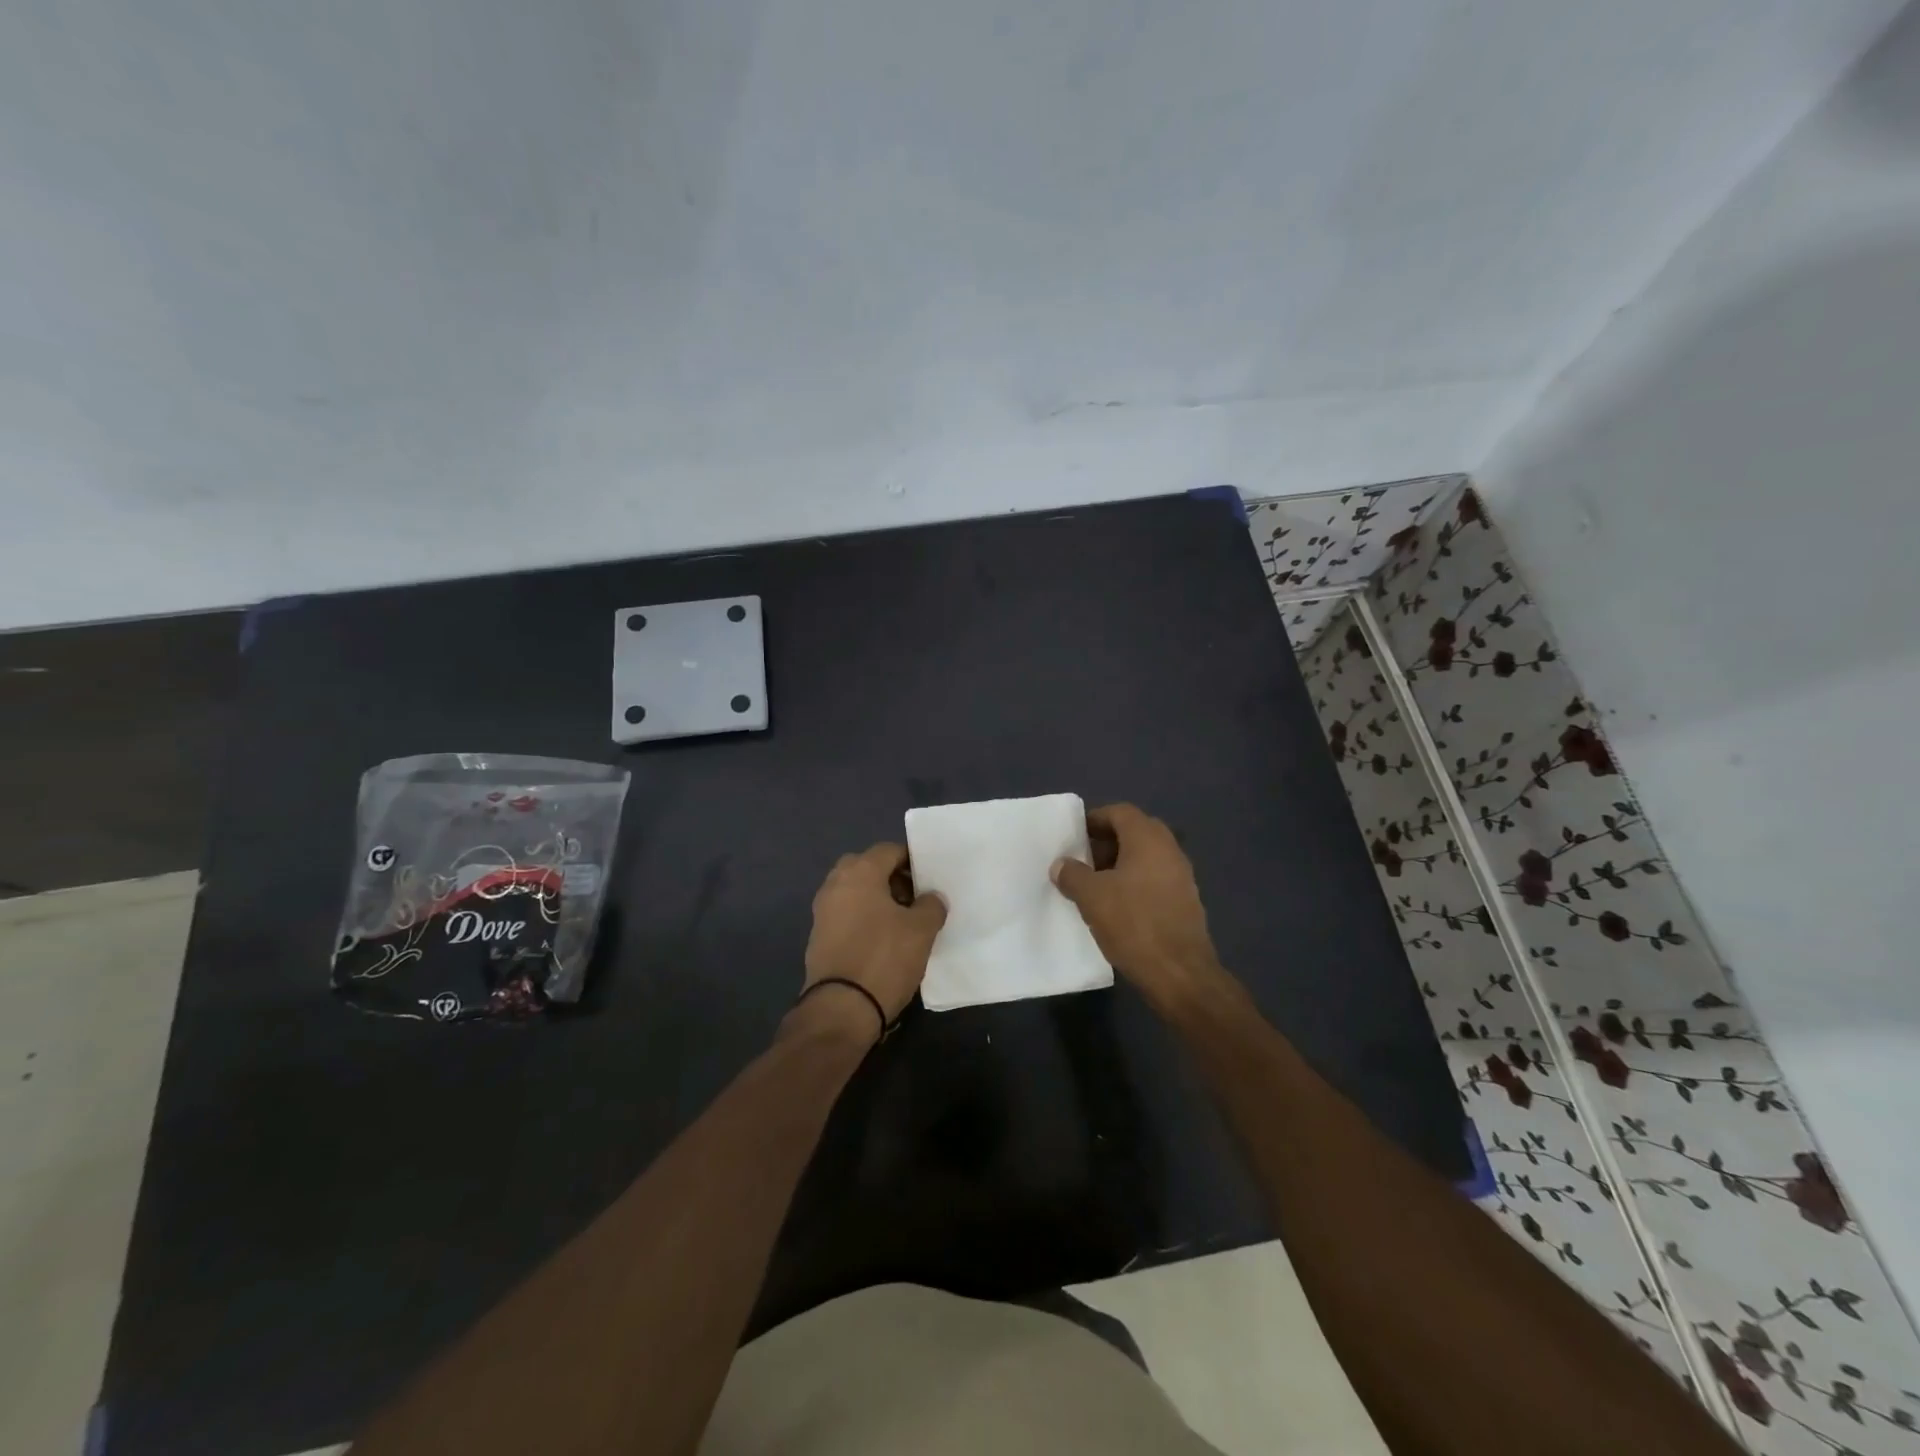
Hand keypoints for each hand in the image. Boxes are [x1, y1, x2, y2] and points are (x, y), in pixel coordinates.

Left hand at [800, 842, 947, 1032]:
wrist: (841, 1008)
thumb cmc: (884, 958)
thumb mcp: (921, 930)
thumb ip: (931, 905)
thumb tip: (931, 898)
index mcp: (859, 872)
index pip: (889, 850)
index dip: (912, 860)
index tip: (929, 880)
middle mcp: (835, 883)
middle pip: (868, 867)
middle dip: (891, 878)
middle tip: (914, 899)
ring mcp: (823, 910)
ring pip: (855, 891)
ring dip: (877, 899)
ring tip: (902, 923)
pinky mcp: (818, 936)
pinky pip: (846, 914)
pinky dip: (863, 918)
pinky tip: (882, 940)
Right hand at [1051, 804, 1223, 1011]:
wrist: (1180, 973)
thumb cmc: (1133, 924)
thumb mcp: (1091, 897)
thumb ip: (1073, 875)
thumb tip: (1061, 864)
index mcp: (1148, 839)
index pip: (1120, 812)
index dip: (1095, 819)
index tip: (1074, 836)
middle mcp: (1169, 850)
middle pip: (1135, 832)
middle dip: (1107, 842)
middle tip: (1083, 859)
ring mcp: (1182, 876)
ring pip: (1146, 857)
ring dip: (1120, 864)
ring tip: (1095, 885)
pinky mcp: (1186, 901)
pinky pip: (1155, 878)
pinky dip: (1135, 882)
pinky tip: (1118, 906)